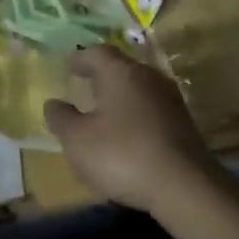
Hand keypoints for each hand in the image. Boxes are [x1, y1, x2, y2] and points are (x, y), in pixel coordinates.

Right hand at [42, 45, 211, 214]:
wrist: (185, 187)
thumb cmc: (122, 154)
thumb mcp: (78, 140)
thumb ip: (61, 119)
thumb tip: (53, 104)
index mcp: (121, 72)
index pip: (97, 52)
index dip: (80, 59)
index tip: (68, 68)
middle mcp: (148, 77)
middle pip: (121, 68)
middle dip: (101, 77)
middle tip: (84, 89)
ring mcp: (171, 100)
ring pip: (139, 90)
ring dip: (120, 99)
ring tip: (104, 116)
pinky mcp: (184, 124)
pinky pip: (152, 111)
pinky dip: (136, 118)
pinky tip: (128, 138)